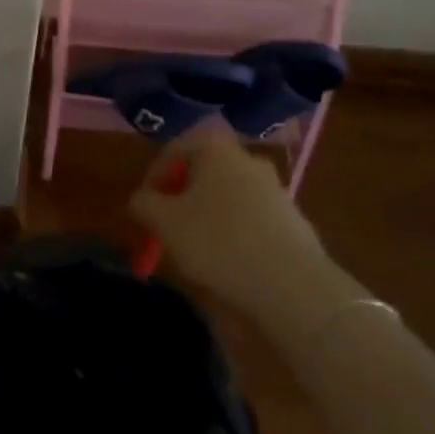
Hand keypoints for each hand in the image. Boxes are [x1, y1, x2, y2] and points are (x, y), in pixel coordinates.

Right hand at [128, 119, 324, 312]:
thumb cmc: (219, 242)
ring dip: (208, 215)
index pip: (175, 149)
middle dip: (182, 196)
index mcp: (215, 148)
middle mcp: (247, 157)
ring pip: (227, 194)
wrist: (293, 285)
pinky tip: (229, 260)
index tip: (145, 207)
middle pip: (203, 171)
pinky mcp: (292, 218)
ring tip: (196, 249)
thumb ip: (144, 204)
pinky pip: (250, 217)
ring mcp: (274, 187)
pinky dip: (234, 231)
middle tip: (168, 227)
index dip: (154, 176)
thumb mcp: (165, 223)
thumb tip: (141, 199)